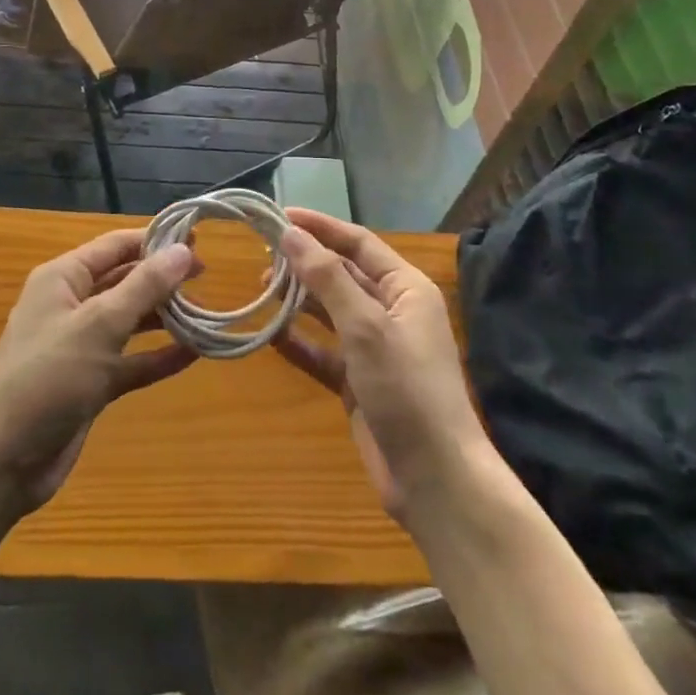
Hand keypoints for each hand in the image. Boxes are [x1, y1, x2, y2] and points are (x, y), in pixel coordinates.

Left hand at [0, 229, 197, 510]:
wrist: (2, 460)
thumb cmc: (48, 376)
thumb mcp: (99, 324)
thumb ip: (144, 286)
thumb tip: (184, 251)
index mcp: (63, 278)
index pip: (116, 246)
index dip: (155, 241)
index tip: (198, 241)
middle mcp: (72, 304)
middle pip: (125, 280)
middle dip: (163, 278)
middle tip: (207, 278)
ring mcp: (81, 345)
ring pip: (131, 321)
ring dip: (165, 317)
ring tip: (206, 314)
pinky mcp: (91, 383)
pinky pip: (132, 360)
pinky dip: (158, 356)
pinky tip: (194, 353)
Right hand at [273, 208, 488, 523]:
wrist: (435, 479)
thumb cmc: (407, 389)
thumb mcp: (365, 326)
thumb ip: (326, 278)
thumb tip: (290, 233)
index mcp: (405, 288)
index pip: (358, 242)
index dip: (320, 226)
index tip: (279, 215)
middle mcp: (391, 310)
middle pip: (342, 274)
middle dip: (304, 263)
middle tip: (260, 255)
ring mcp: (374, 348)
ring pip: (329, 311)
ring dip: (298, 299)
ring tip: (259, 287)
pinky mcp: (358, 382)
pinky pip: (322, 351)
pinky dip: (298, 341)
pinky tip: (268, 334)